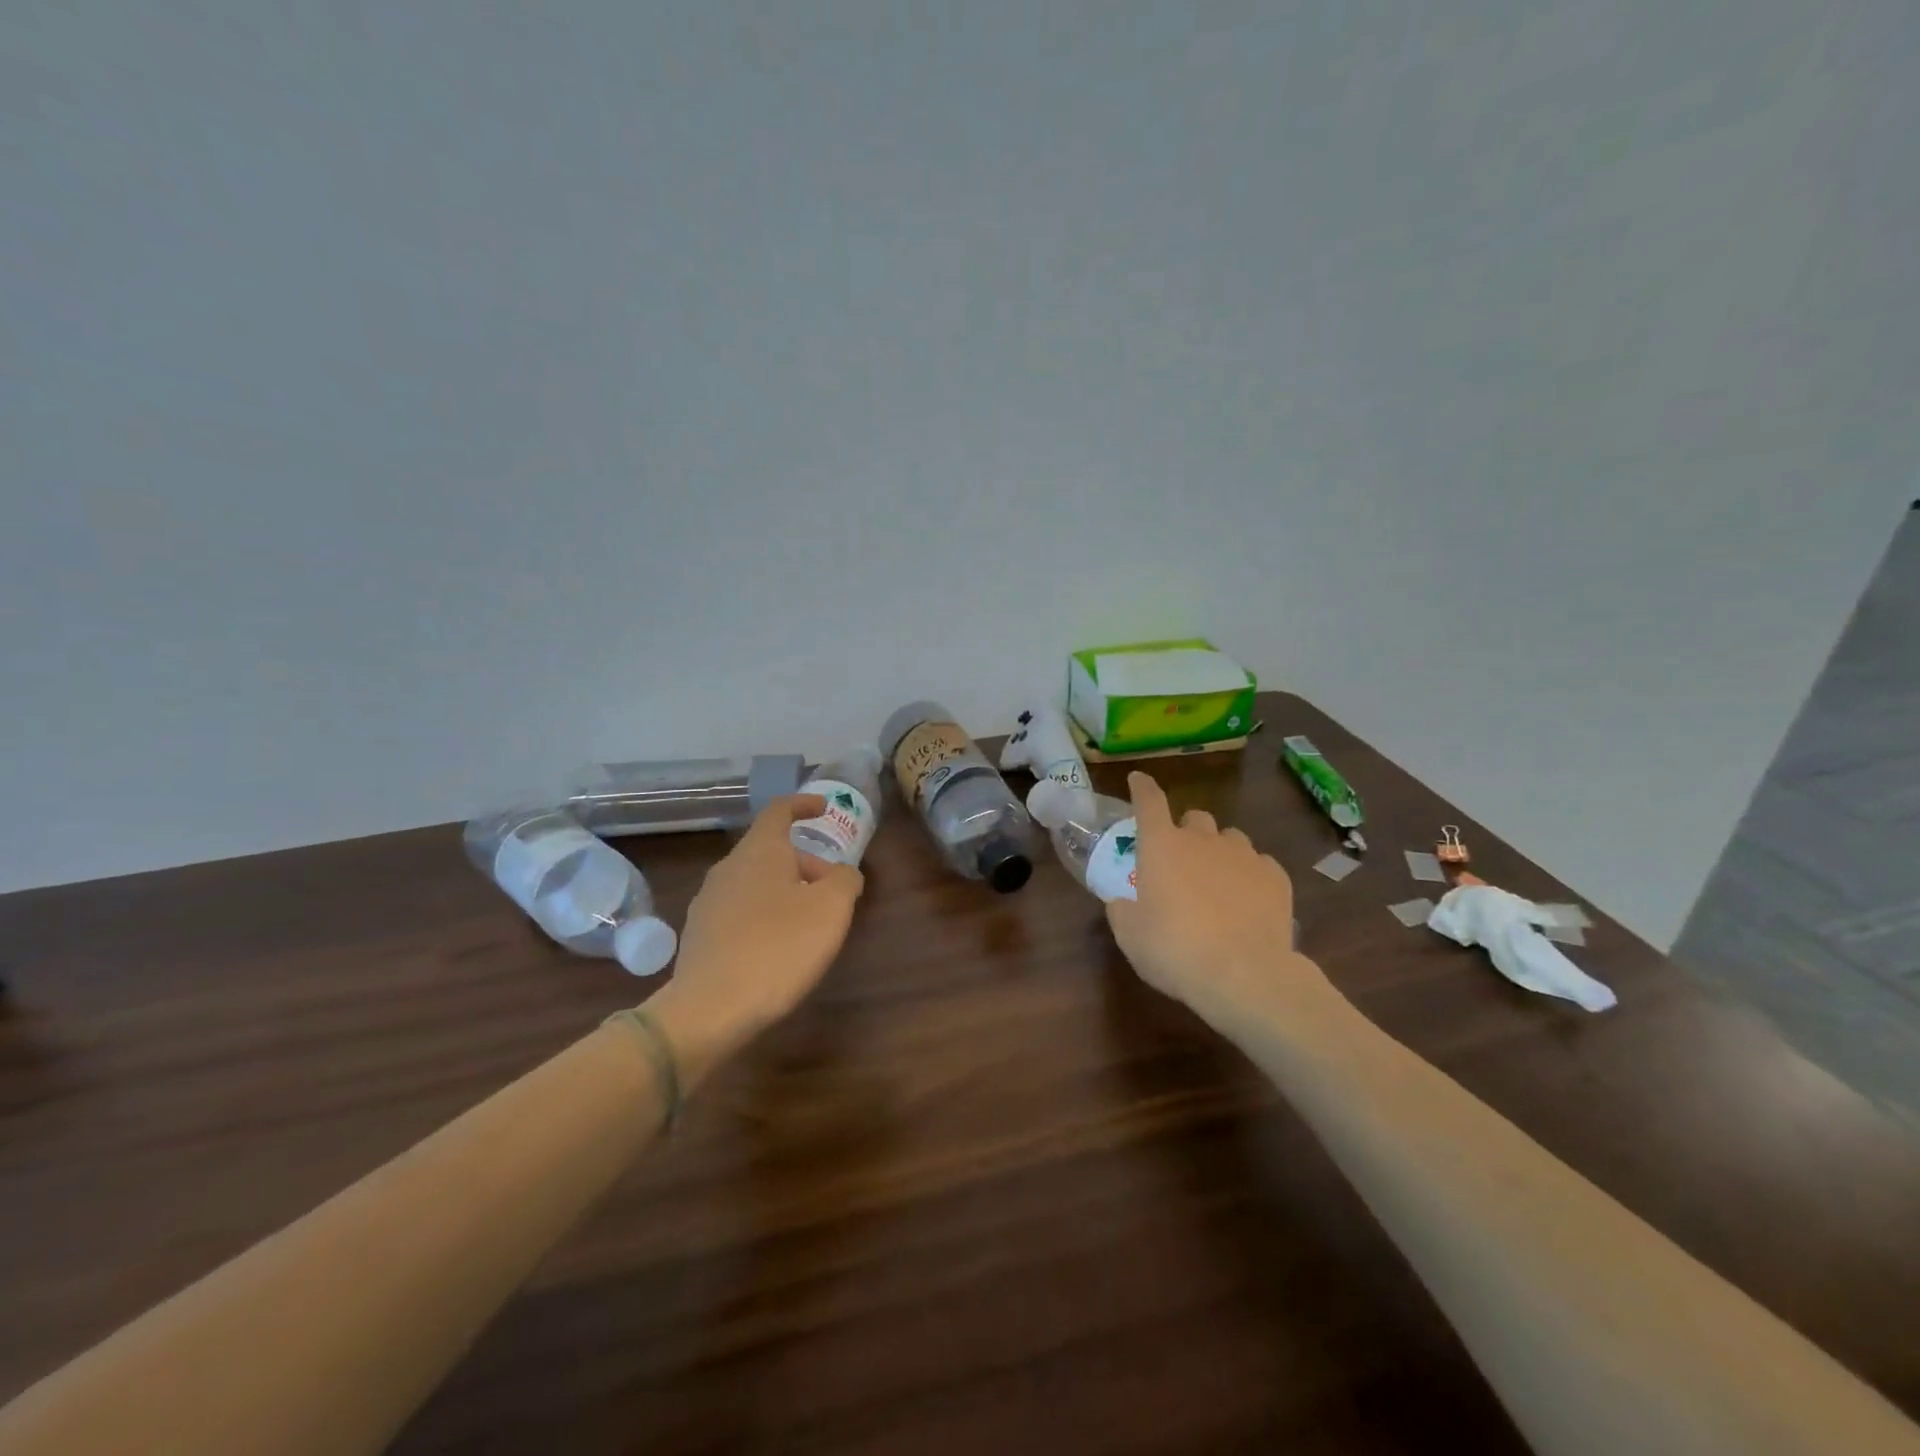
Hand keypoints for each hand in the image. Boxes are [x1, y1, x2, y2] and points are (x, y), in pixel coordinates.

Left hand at [644, 795, 863, 1089]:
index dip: (804, 804)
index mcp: (759, 851)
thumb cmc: (778, 948)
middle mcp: (728, 868)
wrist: (710, 1010)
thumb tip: (843, 875)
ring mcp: (708, 902)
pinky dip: (765, 916)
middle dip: (806, 864)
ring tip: (809, 924)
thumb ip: (845, 880)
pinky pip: (740, 911)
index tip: (823, 808)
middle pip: (772, 851)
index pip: (780, 810)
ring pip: (756, 882)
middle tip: (834, 893)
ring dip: (786, 892)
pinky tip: (778, 949)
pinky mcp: (699, 935)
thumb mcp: (831, 909)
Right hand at [1107, 772, 1335, 1021]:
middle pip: (1195, 817)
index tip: (1138, 779)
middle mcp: (1203, 840)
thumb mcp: (1131, 936)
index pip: (1148, 802)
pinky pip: (1260, 864)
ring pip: (1231, 838)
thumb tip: (1121, 902)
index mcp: (1162, 846)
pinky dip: (1250, 875)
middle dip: (1187, 831)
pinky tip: (1248, 901)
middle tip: (1182, 860)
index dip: (1142, 788)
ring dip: (1220, 852)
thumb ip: (1122, 910)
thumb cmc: (1175, 950)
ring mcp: (1244, 855)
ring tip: (1218, 882)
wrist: (1244, 975)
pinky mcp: (1276, 877)